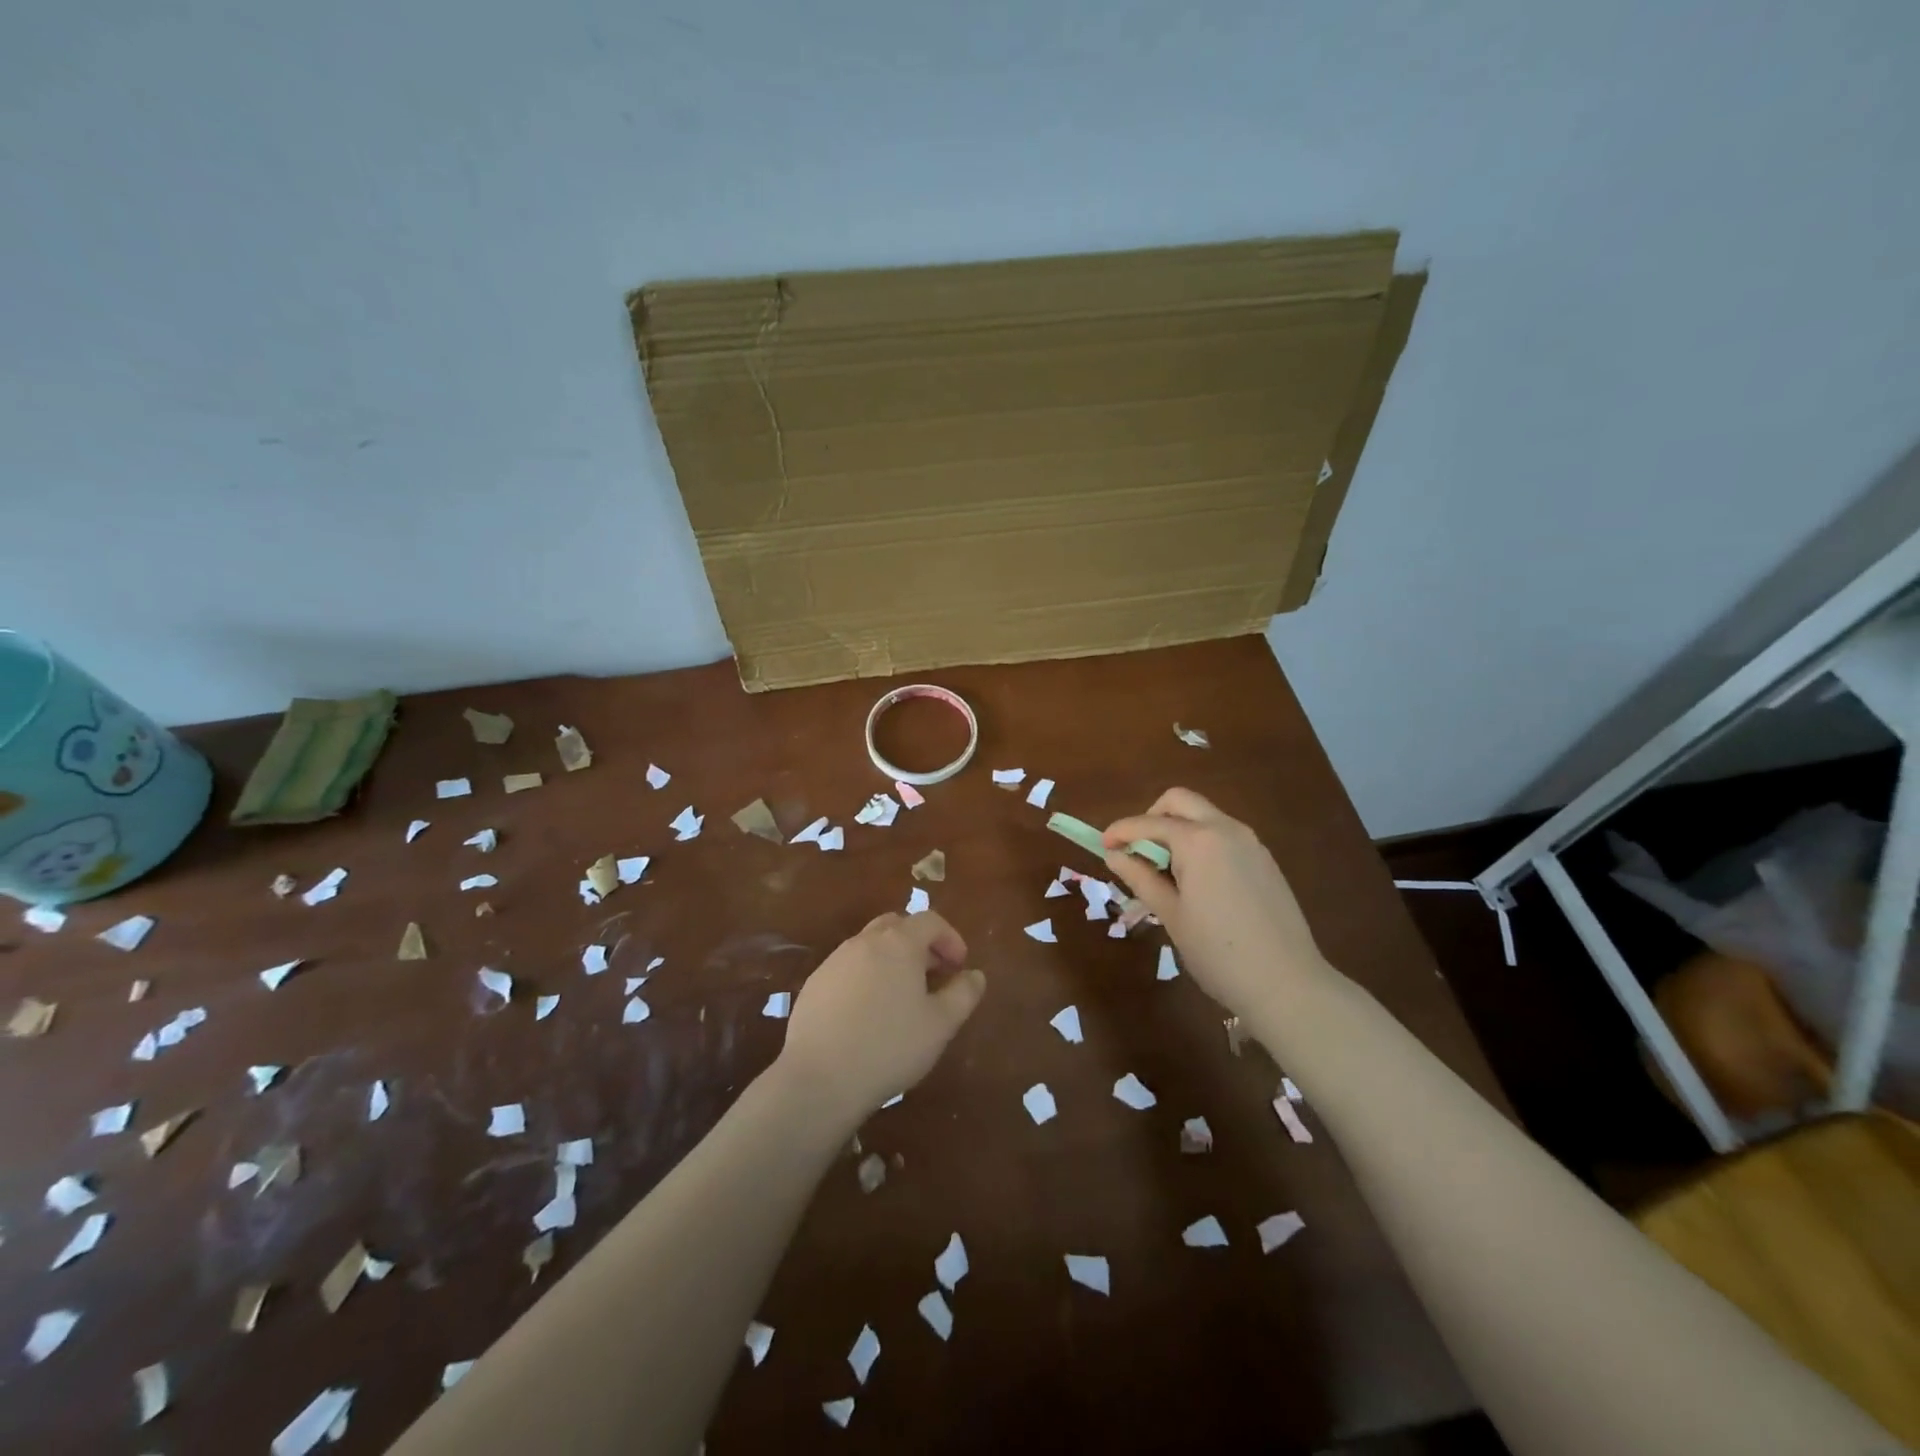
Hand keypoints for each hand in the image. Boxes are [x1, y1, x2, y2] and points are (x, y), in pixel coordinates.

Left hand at [776, 910, 985, 1123]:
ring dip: (892, 959)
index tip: (959, 967)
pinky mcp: (814, 983)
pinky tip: (868, 1013)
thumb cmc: (889, 1047)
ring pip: (870, 945)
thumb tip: (975, 975)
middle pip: (897, 925)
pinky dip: (866, 976)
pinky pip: (848, 967)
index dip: (950, 938)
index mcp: (898, 943)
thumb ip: (963, 994)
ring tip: (902, 996)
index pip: (930, 921)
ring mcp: (835, 961)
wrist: (819, 1078)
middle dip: (920, 943)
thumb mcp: (940, 1025)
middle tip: (933, 975)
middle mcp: (865, 942)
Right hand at [1102, 788, 1329, 1021]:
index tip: (1103, 846)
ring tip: (1166, 871)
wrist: (1287, 984)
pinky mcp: (1265, 860)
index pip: (1149, 823)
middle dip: (1152, 817)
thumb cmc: (1218, 952)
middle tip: (1138, 850)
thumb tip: (1115, 855)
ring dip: (1178, 829)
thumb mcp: (1171, 915)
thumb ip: (1140, 878)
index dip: (1121, 831)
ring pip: (1205, 816)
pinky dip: (1201, 842)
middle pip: (1180, 801)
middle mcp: (1226, 829)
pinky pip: (1224, 835)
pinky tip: (1197, 881)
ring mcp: (1251, 842)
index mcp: (1199, 840)